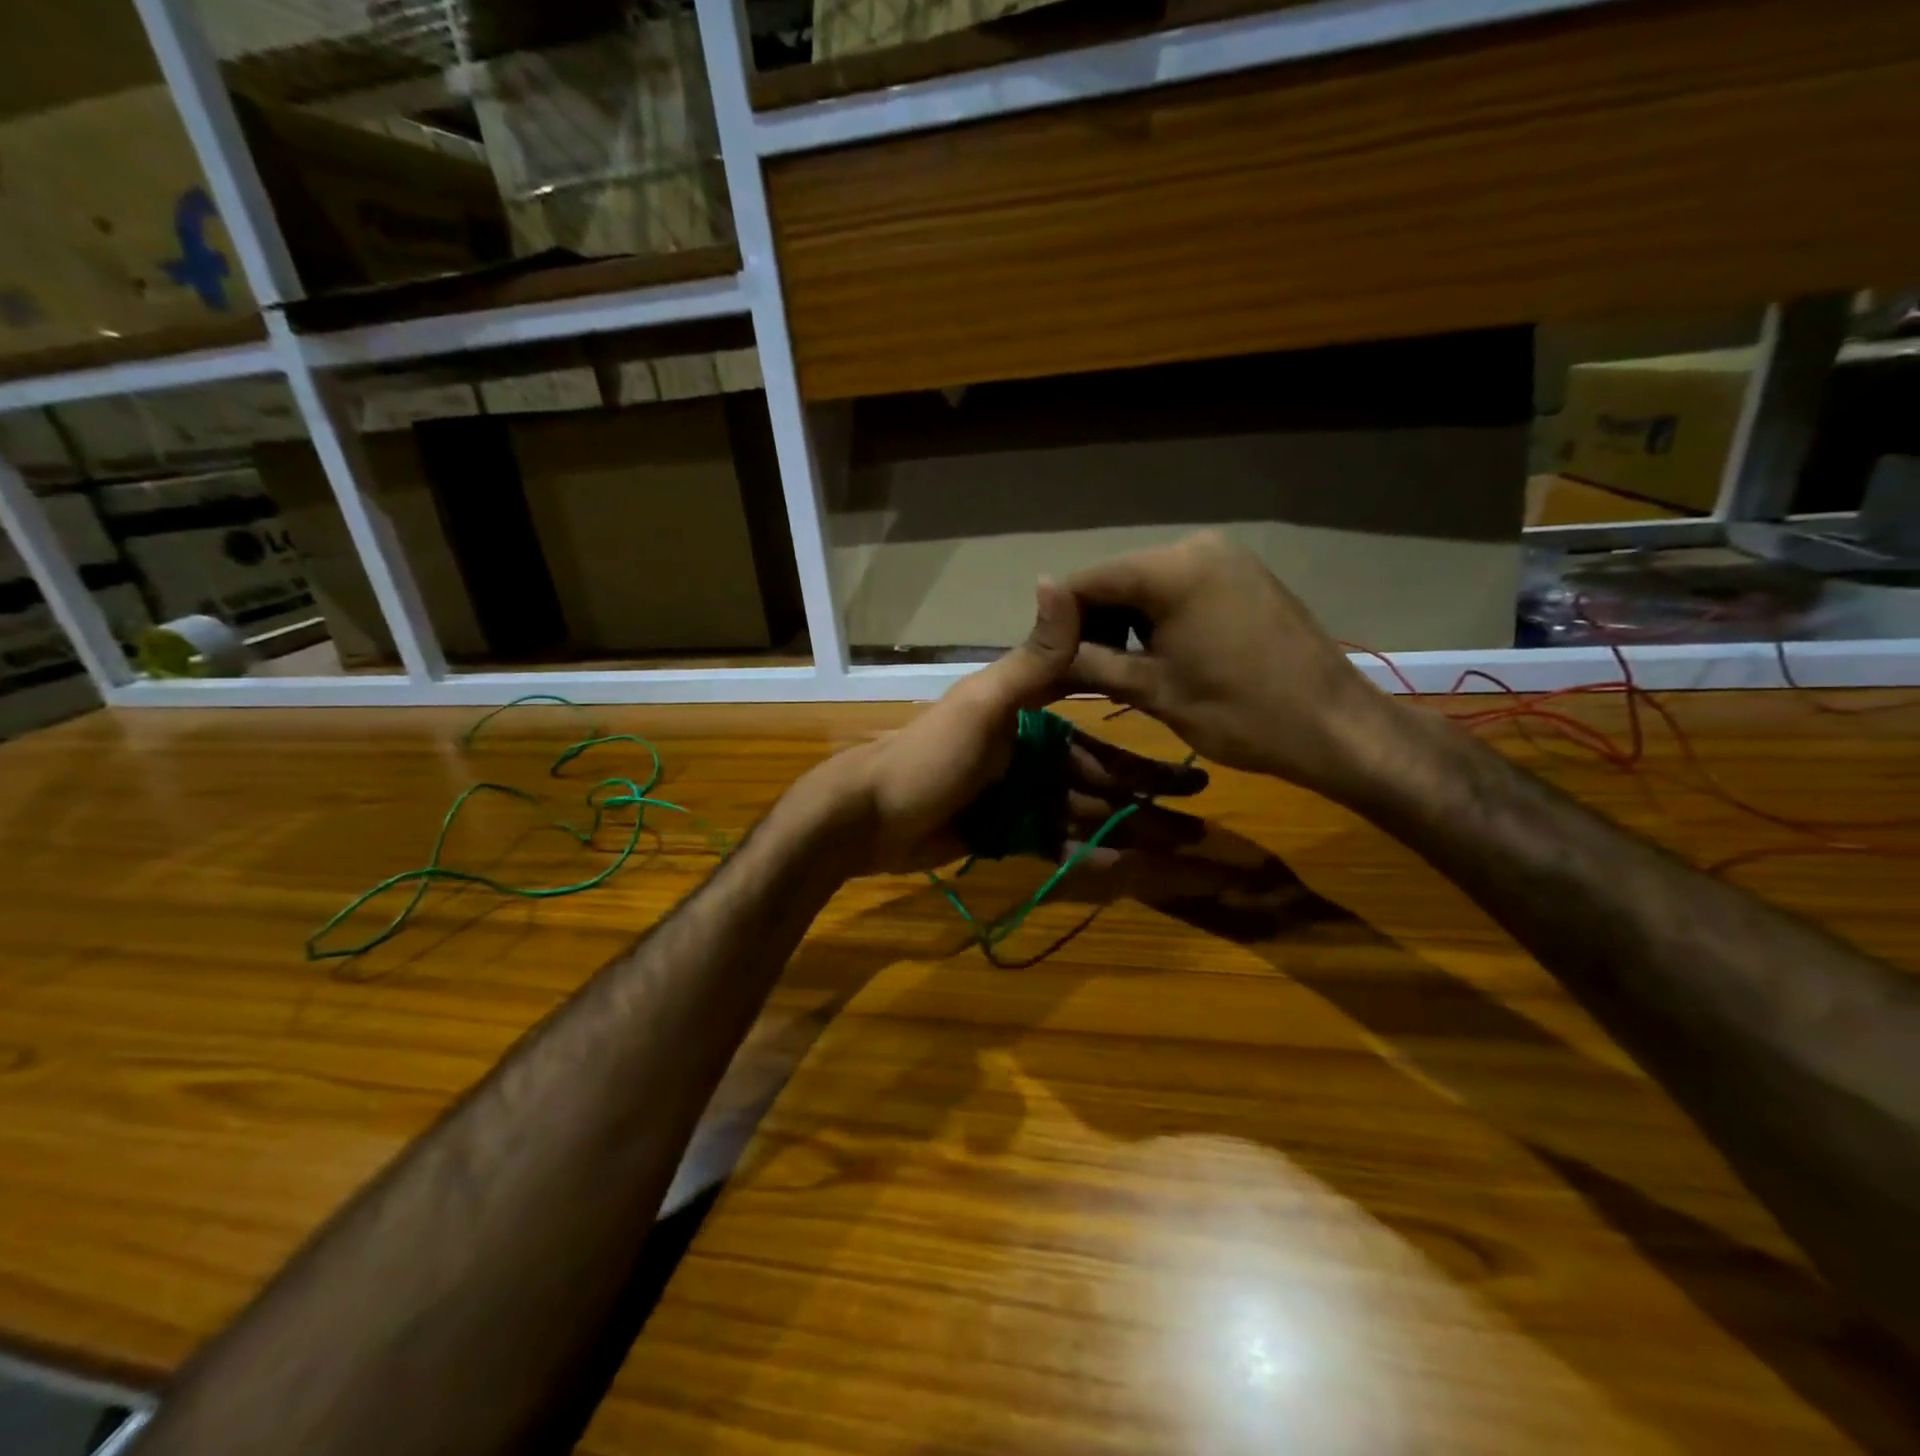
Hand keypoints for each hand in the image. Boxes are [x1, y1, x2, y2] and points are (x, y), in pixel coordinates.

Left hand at [810, 580, 1206, 874]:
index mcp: (1026, 715)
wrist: (868, 817)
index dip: (1143, 747)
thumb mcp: (984, 704)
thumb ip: (1032, 659)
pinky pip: (1055, 842)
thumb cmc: (929, 756)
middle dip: (1146, 797)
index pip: (1098, 726)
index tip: (1189, 763)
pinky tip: (1125, 866)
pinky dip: (1087, 854)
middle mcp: (1027, 753)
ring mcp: (1015, 796)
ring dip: (1127, 829)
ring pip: (1084, 813)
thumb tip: (1060, 580)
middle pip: (1099, 777)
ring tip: (1177, 849)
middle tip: (1197, 822)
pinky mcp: (1002, 832)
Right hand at [1065, 532, 1404, 799]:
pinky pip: (1179, 589)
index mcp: (1171, 568)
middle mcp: (1196, 546)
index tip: (1045, 664)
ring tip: (1116, 671)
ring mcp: (1225, 558)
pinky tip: (1156, 656)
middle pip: (1116, 580)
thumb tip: (1037, 636)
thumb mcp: (1151, 690)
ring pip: (1146, 586)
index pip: (1086, 582)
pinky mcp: (1243, 575)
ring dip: (1123, 624)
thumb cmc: (1239, 714)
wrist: (1334, 727)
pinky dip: (1157, 620)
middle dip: (1091, 624)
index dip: (1057, 623)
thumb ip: (1088, 656)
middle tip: (1078, 674)